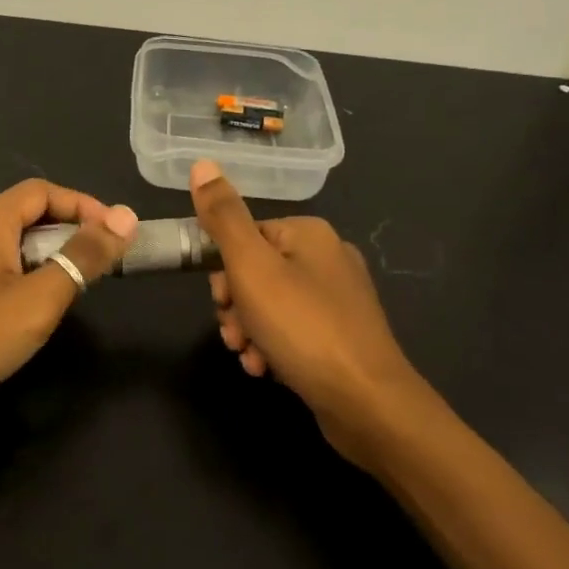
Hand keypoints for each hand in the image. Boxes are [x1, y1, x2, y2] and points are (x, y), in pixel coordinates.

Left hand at [0, 179, 138, 433]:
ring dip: (45, 257)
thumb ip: (83, 257)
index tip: (116, 234)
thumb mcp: (38, 298)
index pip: (43, 191)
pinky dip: (21, 276)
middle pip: (25, 214)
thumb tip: (126, 217)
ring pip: (8, 244)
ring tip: (72, 288)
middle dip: (68, 232)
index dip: (84, 206)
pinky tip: (28, 310)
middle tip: (100, 264)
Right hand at [189, 159, 439, 464]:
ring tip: (249, 358)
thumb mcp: (251, 267)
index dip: (223, 270)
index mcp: (309, 234)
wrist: (367, 403)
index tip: (220, 300)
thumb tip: (202, 165)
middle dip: (235, 305)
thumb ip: (223, 217)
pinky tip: (266, 370)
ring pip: (270, 305)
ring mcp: (339, 299)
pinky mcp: (342, 336)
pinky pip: (292, 331)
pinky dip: (273, 347)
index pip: (244, 236)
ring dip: (249, 330)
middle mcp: (327, 258)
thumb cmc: (303, 327)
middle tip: (235, 333)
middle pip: (256, 272)